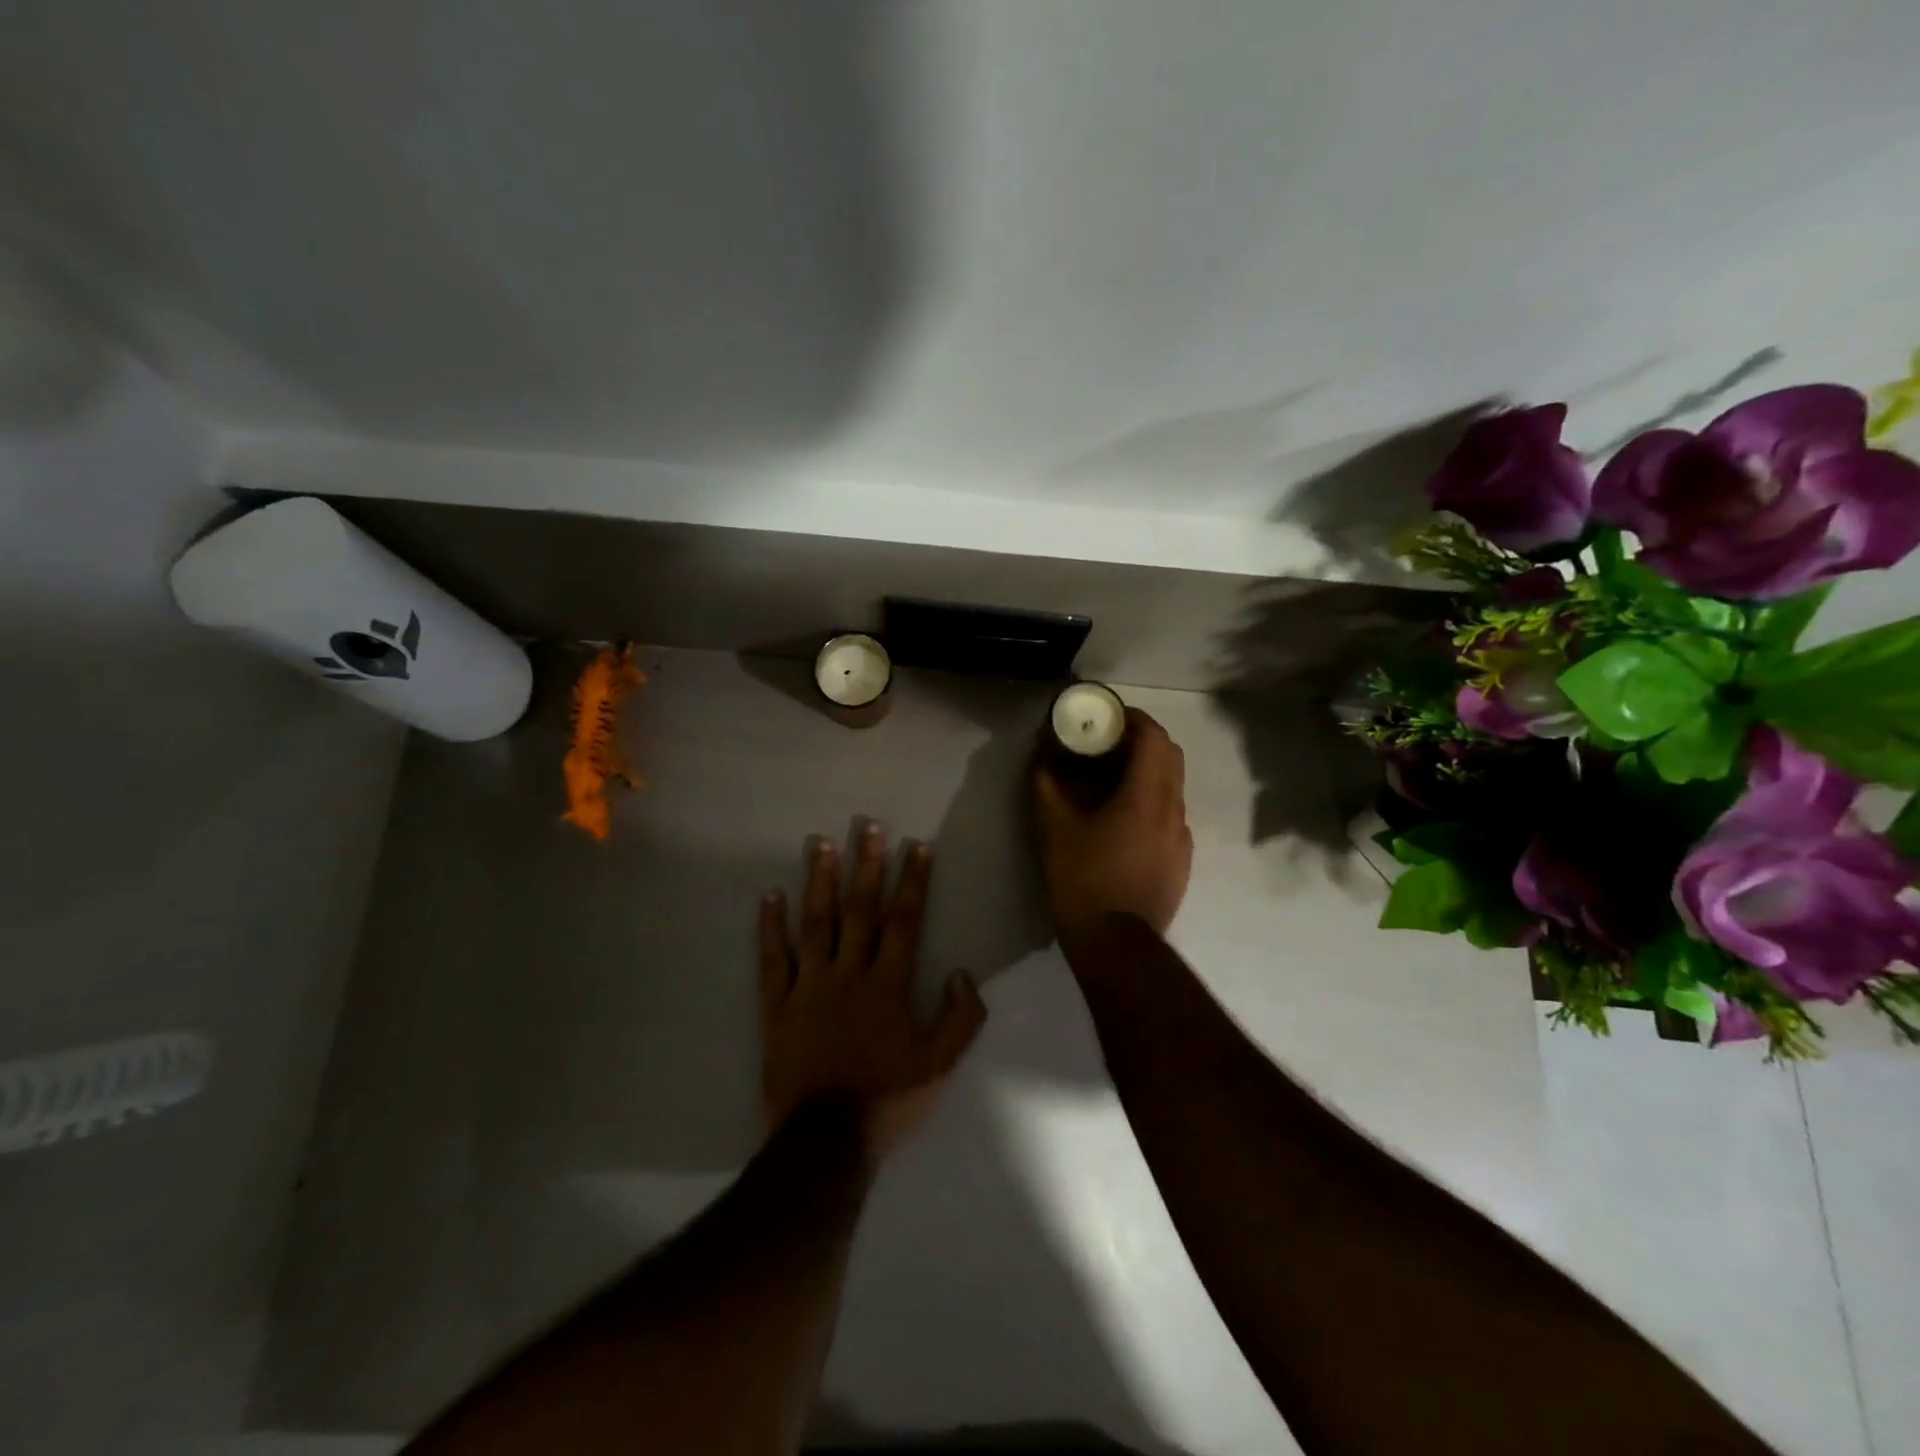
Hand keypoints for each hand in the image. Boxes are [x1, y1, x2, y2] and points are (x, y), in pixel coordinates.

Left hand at [760, 822, 985, 1161]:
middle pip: (859, 910)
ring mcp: (809, 986)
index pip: (904, 921)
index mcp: (888, 985)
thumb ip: (960, 1018)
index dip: (912, 881)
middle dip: (866, 864)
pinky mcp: (777, 1006)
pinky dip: (770, 928)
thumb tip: (963, 972)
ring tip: (820, 843)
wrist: (824, 1142)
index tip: (916, 845)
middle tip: (867, 824)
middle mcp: (848, 974)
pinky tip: (770, 896)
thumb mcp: (940, 1066)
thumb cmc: (887, 1100)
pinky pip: (772, 960)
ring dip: (819, 881)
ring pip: (815, 924)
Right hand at [1033, 707, 1192, 946]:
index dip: (1132, 718)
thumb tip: (1042, 755)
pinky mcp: (1181, 862)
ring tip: (1110, 782)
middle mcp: (1174, 810)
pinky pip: (1170, 816)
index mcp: (1148, 796)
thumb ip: (1046, 783)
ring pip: (1172, 787)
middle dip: (1141, 740)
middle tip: (1106, 744)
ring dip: (1146, 772)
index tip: (1106, 716)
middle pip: (1170, 756)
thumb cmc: (1082, 880)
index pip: (1154, 736)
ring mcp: (1182, 838)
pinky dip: (1151, 802)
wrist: (1115, 945)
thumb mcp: (1052, 828)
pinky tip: (1122, 823)